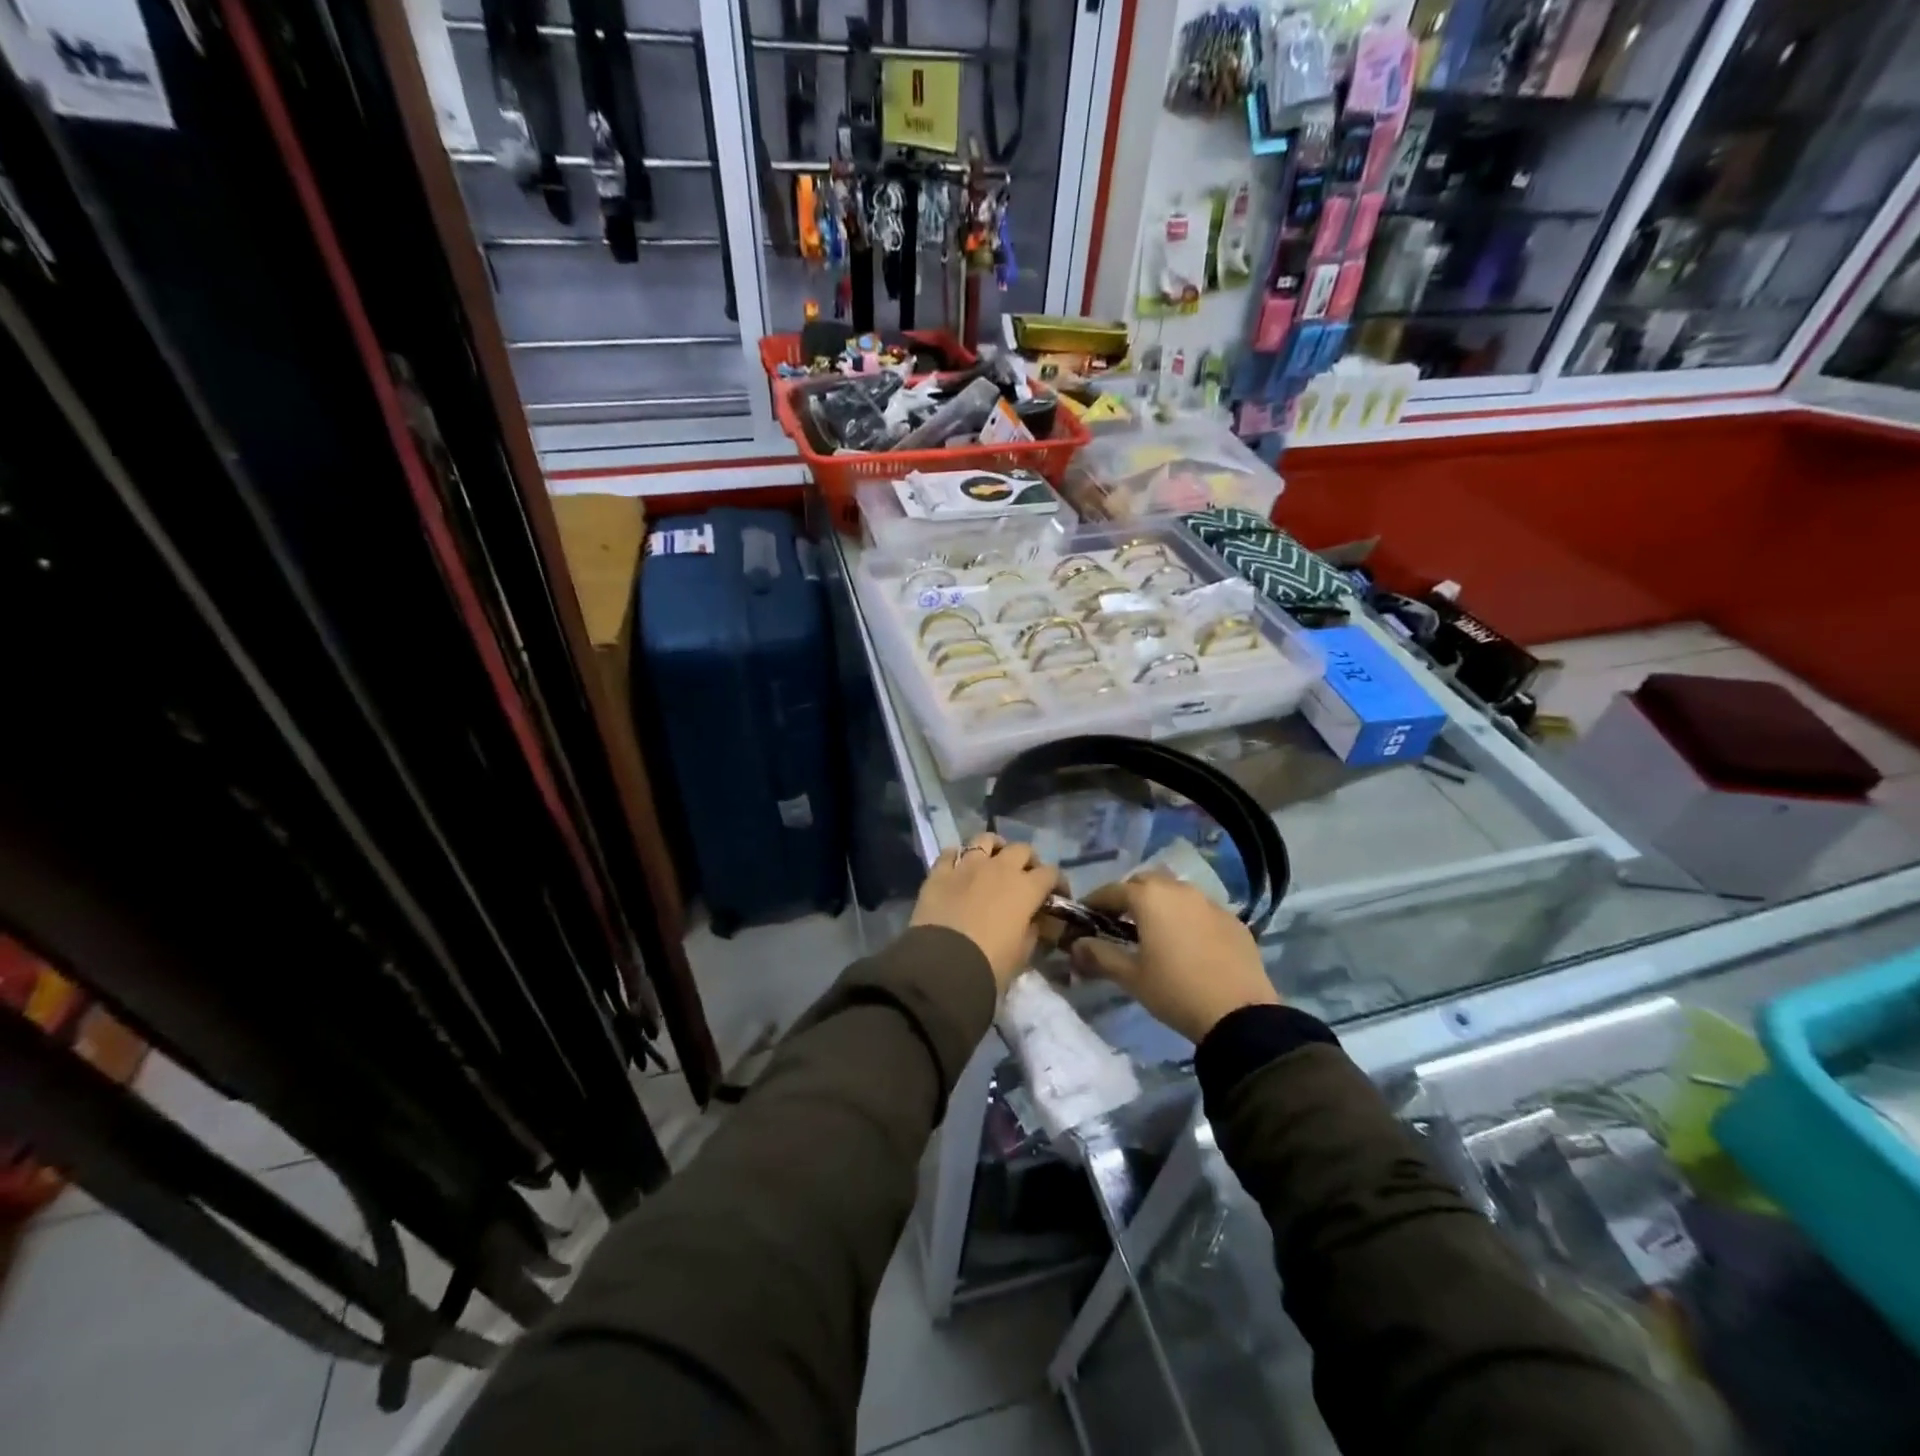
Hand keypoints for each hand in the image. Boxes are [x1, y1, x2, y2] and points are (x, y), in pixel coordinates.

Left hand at [911, 834, 1064, 994]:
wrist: (944, 964)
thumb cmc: (991, 963)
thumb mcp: (1023, 953)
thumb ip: (1033, 931)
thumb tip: (1036, 921)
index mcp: (1025, 888)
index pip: (1051, 873)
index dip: (1058, 883)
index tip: (1057, 896)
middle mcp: (999, 868)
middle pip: (1021, 849)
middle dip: (1028, 861)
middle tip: (1025, 877)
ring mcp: (967, 866)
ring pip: (985, 840)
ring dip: (993, 848)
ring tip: (992, 861)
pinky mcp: (940, 872)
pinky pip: (949, 853)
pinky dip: (956, 857)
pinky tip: (957, 868)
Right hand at [1069, 870, 1278, 1042]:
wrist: (1240, 1014)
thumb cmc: (1175, 991)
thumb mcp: (1131, 977)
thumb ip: (1100, 956)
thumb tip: (1075, 946)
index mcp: (1149, 898)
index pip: (1112, 890)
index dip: (1095, 902)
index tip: (1085, 917)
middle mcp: (1179, 889)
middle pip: (1145, 882)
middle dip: (1128, 897)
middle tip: (1118, 923)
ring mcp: (1210, 902)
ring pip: (1175, 892)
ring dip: (1160, 903)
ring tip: (1154, 931)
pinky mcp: (1232, 919)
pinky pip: (1201, 909)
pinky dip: (1187, 917)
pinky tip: (1187, 943)